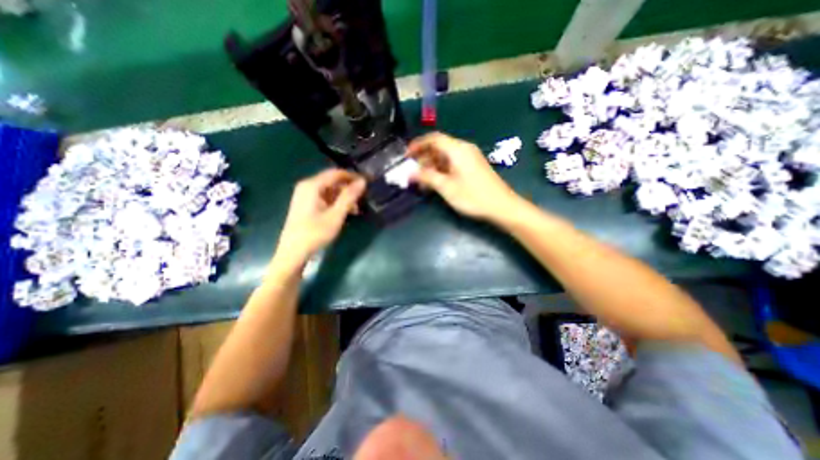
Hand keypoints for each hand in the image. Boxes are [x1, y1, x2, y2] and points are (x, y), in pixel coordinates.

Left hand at [274, 170, 363, 265]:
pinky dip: (336, 203)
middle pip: (333, 181)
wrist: (293, 253)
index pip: (337, 173)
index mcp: (312, 185)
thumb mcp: (336, 215)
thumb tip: (362, 182)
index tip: (368, 182)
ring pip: (330, 191)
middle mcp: (307, 187)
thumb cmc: (315, 233)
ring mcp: (305, 196)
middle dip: (349, 189)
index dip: (353, 176)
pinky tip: (346, 213)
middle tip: (363, 198)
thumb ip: (349, 197)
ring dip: (344, 198)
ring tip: (356, 209)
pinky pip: (325, 198)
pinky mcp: (306, 205)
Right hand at [408, 132, 516, 222]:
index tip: (406, 155)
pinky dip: (441, 171)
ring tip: (421, 182)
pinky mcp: (473, 167)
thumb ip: (427, 177)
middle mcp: (463, 149)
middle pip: (439, 147)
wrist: (502, 206)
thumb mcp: (446, 187)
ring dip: (431, 167)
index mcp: (457, 149)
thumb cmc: (473, 196)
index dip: (417, 145)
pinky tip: (435, 183)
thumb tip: (409, 173)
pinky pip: (452, 164)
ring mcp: (469, 158)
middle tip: (412, 173)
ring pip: (445, 157)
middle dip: (423, 159)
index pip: (433, 138)